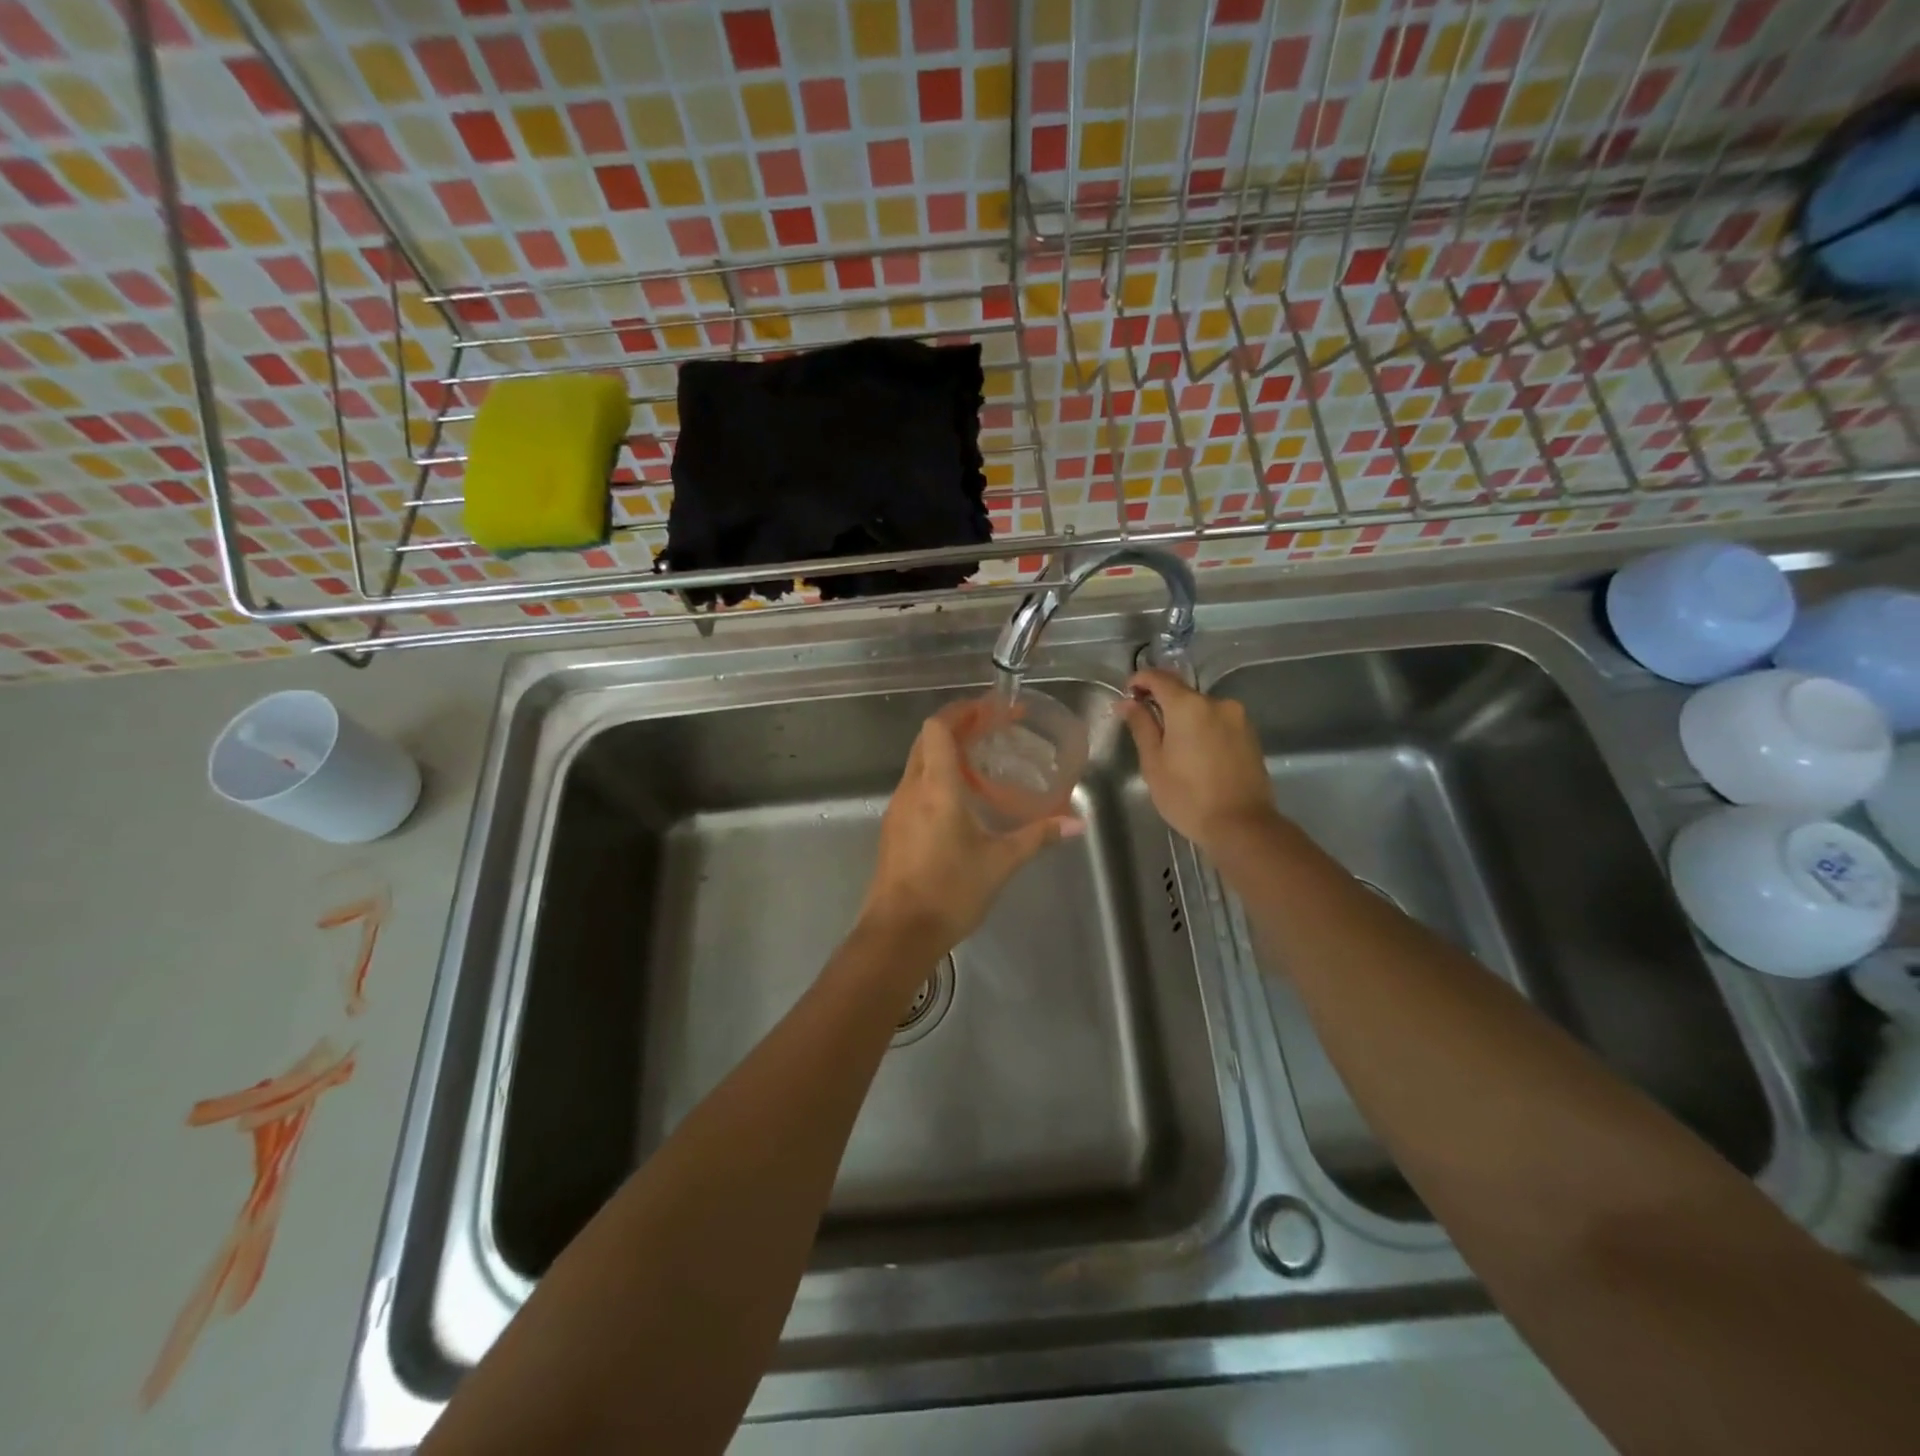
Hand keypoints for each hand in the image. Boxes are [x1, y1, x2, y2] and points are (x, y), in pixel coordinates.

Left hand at [860, 714, 1081, 957]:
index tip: (991, 710)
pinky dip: (936, 777)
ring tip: (981, 760)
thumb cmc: (950, 891)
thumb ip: (1038, 836)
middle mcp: (911, 789)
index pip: (938, 728)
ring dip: (945, 753)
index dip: (962, 712)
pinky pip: (914, 787)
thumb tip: (1077, 823)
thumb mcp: (1000, 862)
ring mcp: (897, 809)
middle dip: (957, 727)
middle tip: (991, 729)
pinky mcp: (893, 829)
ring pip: (918, 763)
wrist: (898, 934)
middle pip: (927, 740)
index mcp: (936, 787)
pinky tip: (960, 799)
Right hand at [1118, 669, 1277, 850]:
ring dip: (1184, 718)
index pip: (1158, 678)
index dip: (1139, 680)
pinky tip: (1196, 754)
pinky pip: (1218, 722)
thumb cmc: (1188, 796)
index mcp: (1189, 706)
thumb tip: (1127, 702)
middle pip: (1182, 692)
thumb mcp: (1154, 763)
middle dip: (1162, 702)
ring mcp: (1238, 718)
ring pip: (1201, 709)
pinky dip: (1203, 729)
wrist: (1242, 825)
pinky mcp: (1250, 735)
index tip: (1127, 694)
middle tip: (1145, 725)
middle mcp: (1217, 703)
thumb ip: (1141, 726)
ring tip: (1172, 746)